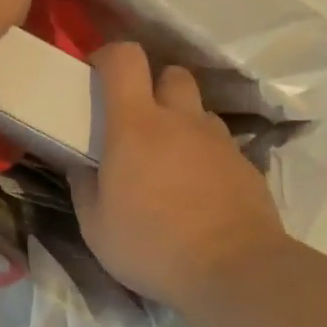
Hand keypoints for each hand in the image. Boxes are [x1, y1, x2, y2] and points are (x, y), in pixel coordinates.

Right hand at [70, 42, 287, 310]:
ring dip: (182, 123)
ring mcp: (219, 140)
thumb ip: (83, 186)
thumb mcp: (96, 226)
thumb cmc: (152, 245)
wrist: (234, 270)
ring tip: (170, 162)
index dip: (110, 56)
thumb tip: (79, 164)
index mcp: (137, 125)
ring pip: (198, 111)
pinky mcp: (246, 165)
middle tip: (139, 122)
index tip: (98, 75)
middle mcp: (181, 120)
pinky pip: (220, 145)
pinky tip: (199, 192)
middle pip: (172, 74)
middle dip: (153, 86)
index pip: (126, 59)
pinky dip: (205, 156)